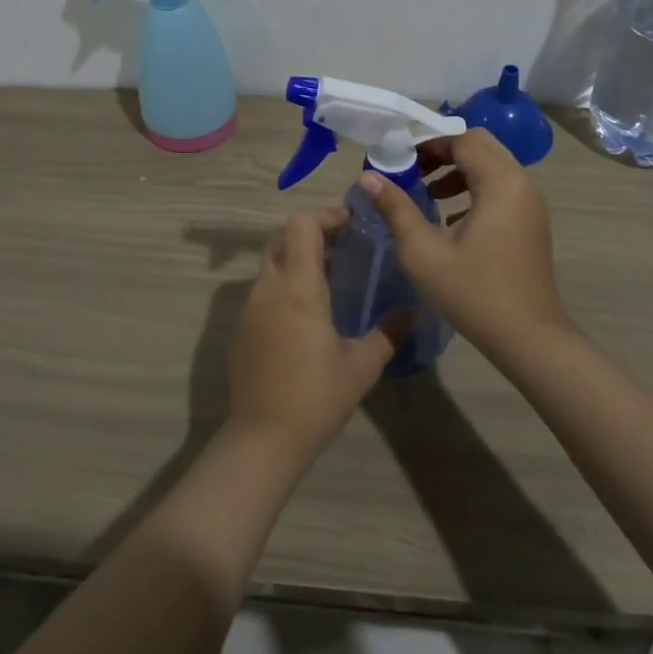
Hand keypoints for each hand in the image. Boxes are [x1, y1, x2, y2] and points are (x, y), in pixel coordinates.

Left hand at [225, 206, 410, 457]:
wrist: (263, 438)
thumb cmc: (316, 397)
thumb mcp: (362, 366)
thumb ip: (388, 333)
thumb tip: (411, 311)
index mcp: (297, 287)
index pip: (301, 225)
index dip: (325, 215)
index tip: (351, 224)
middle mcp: (268, 287)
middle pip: (282, 236)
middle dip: (311, 232)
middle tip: (343, 247)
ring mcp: (249, 307)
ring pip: (270, 262)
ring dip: (296, 258)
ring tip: (329, 278)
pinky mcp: (240, 327)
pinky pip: (262, 289)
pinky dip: (283, 283)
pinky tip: (305, 313)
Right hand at [358, 128, 571, 359]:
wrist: (529, 339)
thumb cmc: (474, 293)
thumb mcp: (423, 252)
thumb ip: (395, 208)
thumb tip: (367, 177)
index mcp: (500, 183)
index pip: (462, 140)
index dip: (427, 145)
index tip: (398, 161)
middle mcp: (521, 183)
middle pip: (480, 146)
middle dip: (443, 153)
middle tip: (412, 171)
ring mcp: (530, 203)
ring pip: (492, 166)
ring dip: (458, 170)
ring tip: (426, 193)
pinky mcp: (531, 222)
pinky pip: (501, 187)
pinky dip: (474, 188)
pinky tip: (449, 218)